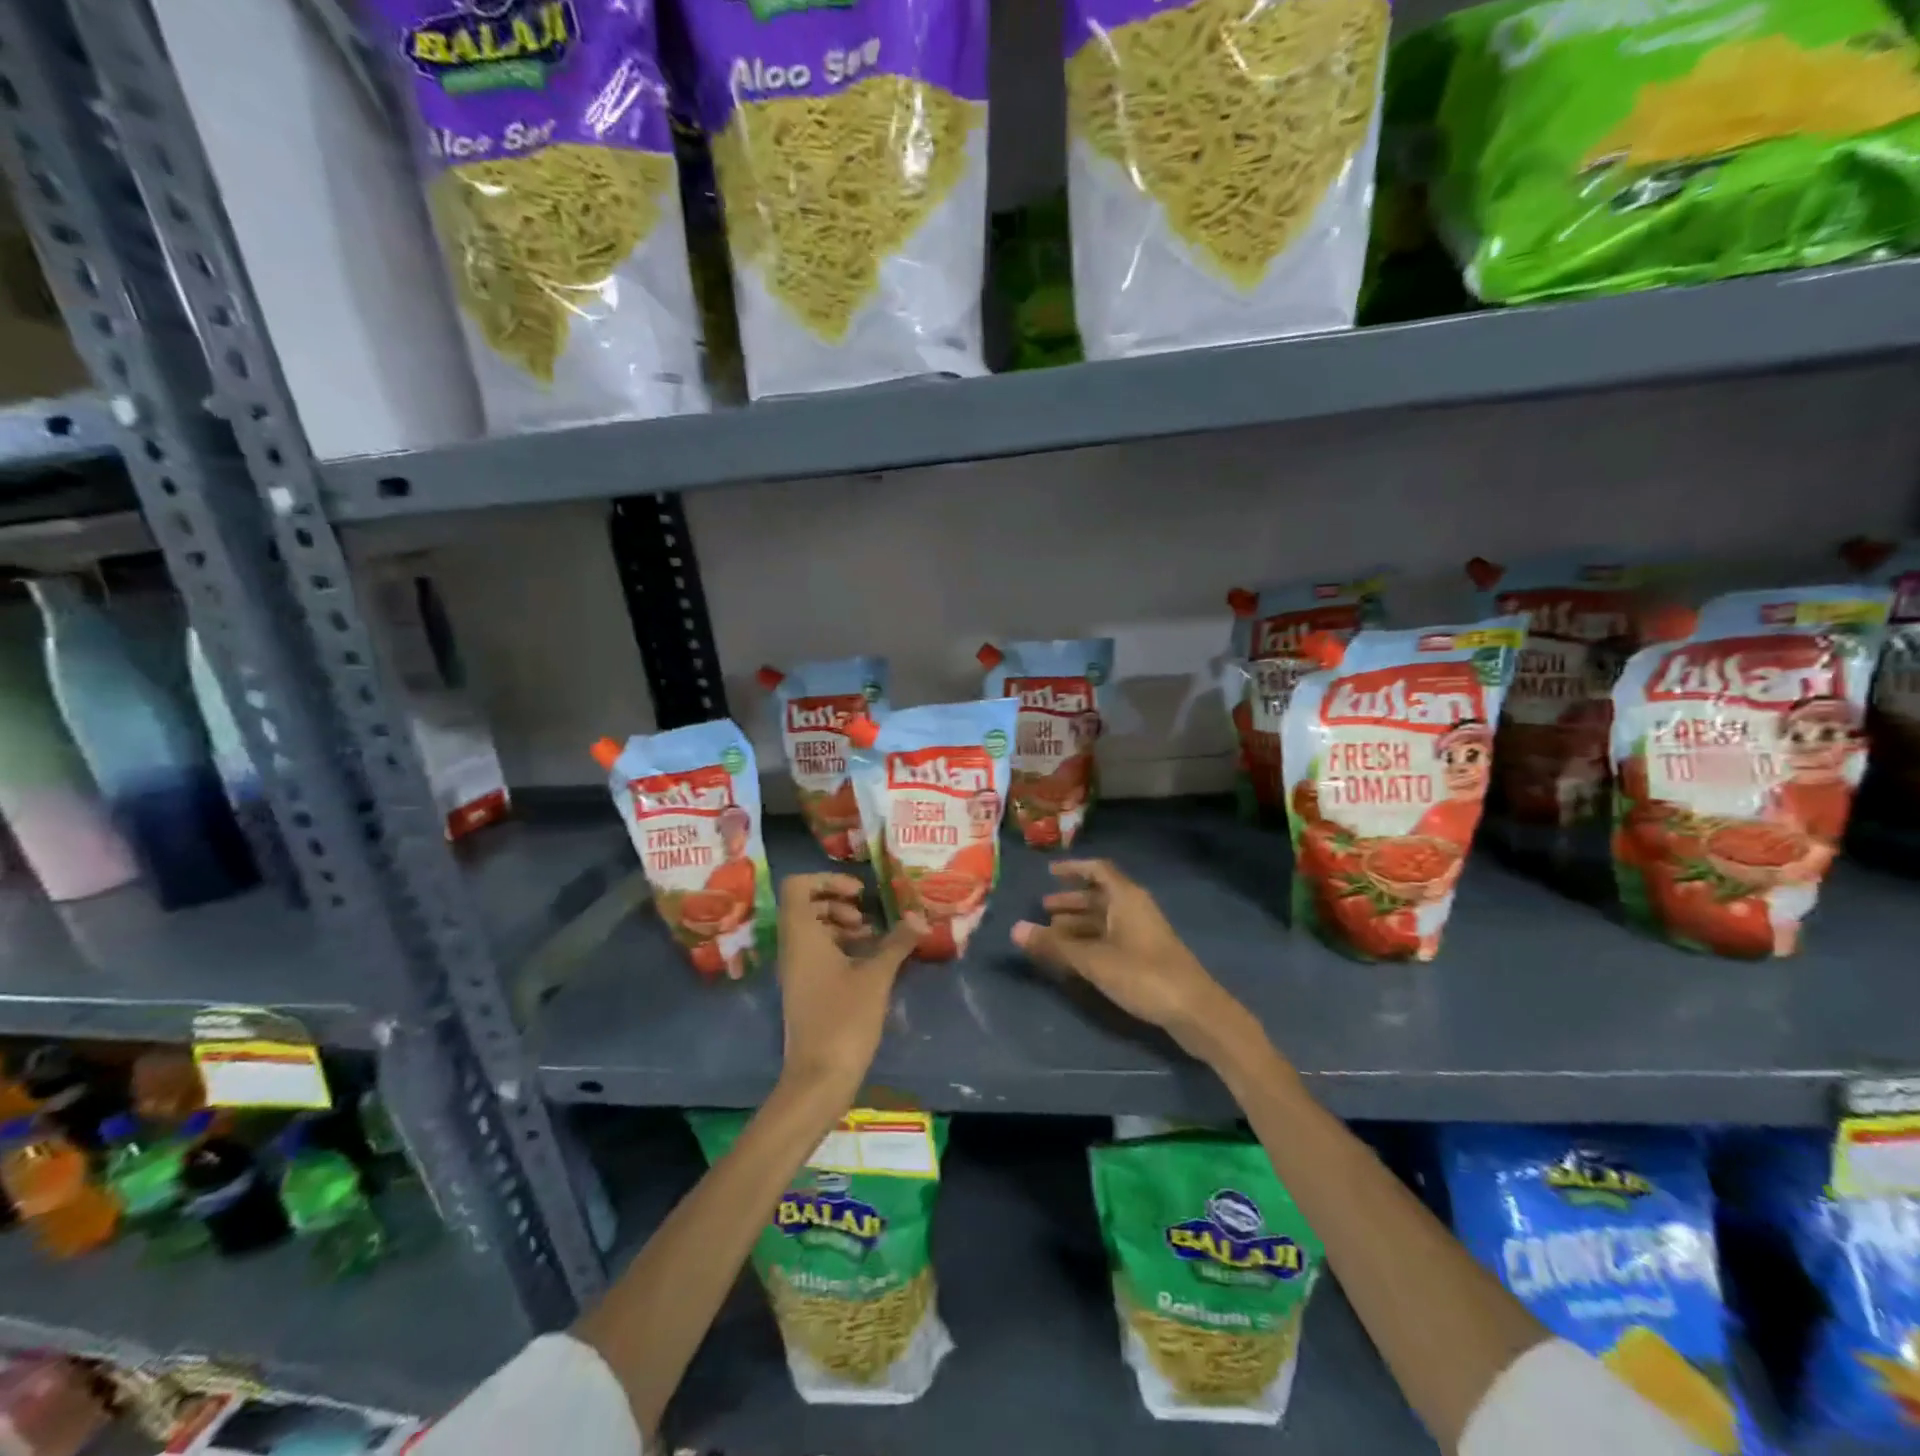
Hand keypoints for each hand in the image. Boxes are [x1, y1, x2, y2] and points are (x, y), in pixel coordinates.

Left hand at [776, 873, 924, 1102]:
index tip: (859, 893)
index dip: (827, 880)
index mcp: (801, 936)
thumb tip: (919, 917)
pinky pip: (817, 954)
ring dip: (841, 926)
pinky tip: (869, 963)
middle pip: (805, 906)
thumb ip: (896, 943)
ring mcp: (796, 971)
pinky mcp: (805, 990)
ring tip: (874, 939)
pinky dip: (840, 948)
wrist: (818, 1079)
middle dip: (838, 903)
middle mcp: (792, 949)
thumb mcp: (876, 977)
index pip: (797, 886)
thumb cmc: (844, 1020)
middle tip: (867, 918)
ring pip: (812, 931)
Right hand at [1011, 860, 1247, 1059]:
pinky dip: (1090, 940)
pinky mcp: (1146, 955)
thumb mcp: (1092, 959)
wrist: (1194, 1010)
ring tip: (1051, 933)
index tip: (1050, 872)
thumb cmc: (1142, 974)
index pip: (1098, 870)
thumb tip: (1015, 928)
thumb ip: (1054, 944)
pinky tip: (1074, 956)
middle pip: (1099, 895)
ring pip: (1105, 919)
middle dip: (1071, 900)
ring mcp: (1143, 933)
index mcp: (1126, 898)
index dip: (1074, 868)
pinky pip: (1111, 937)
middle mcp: (1135, 909)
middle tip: (1042, 909)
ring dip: (1079, 923)